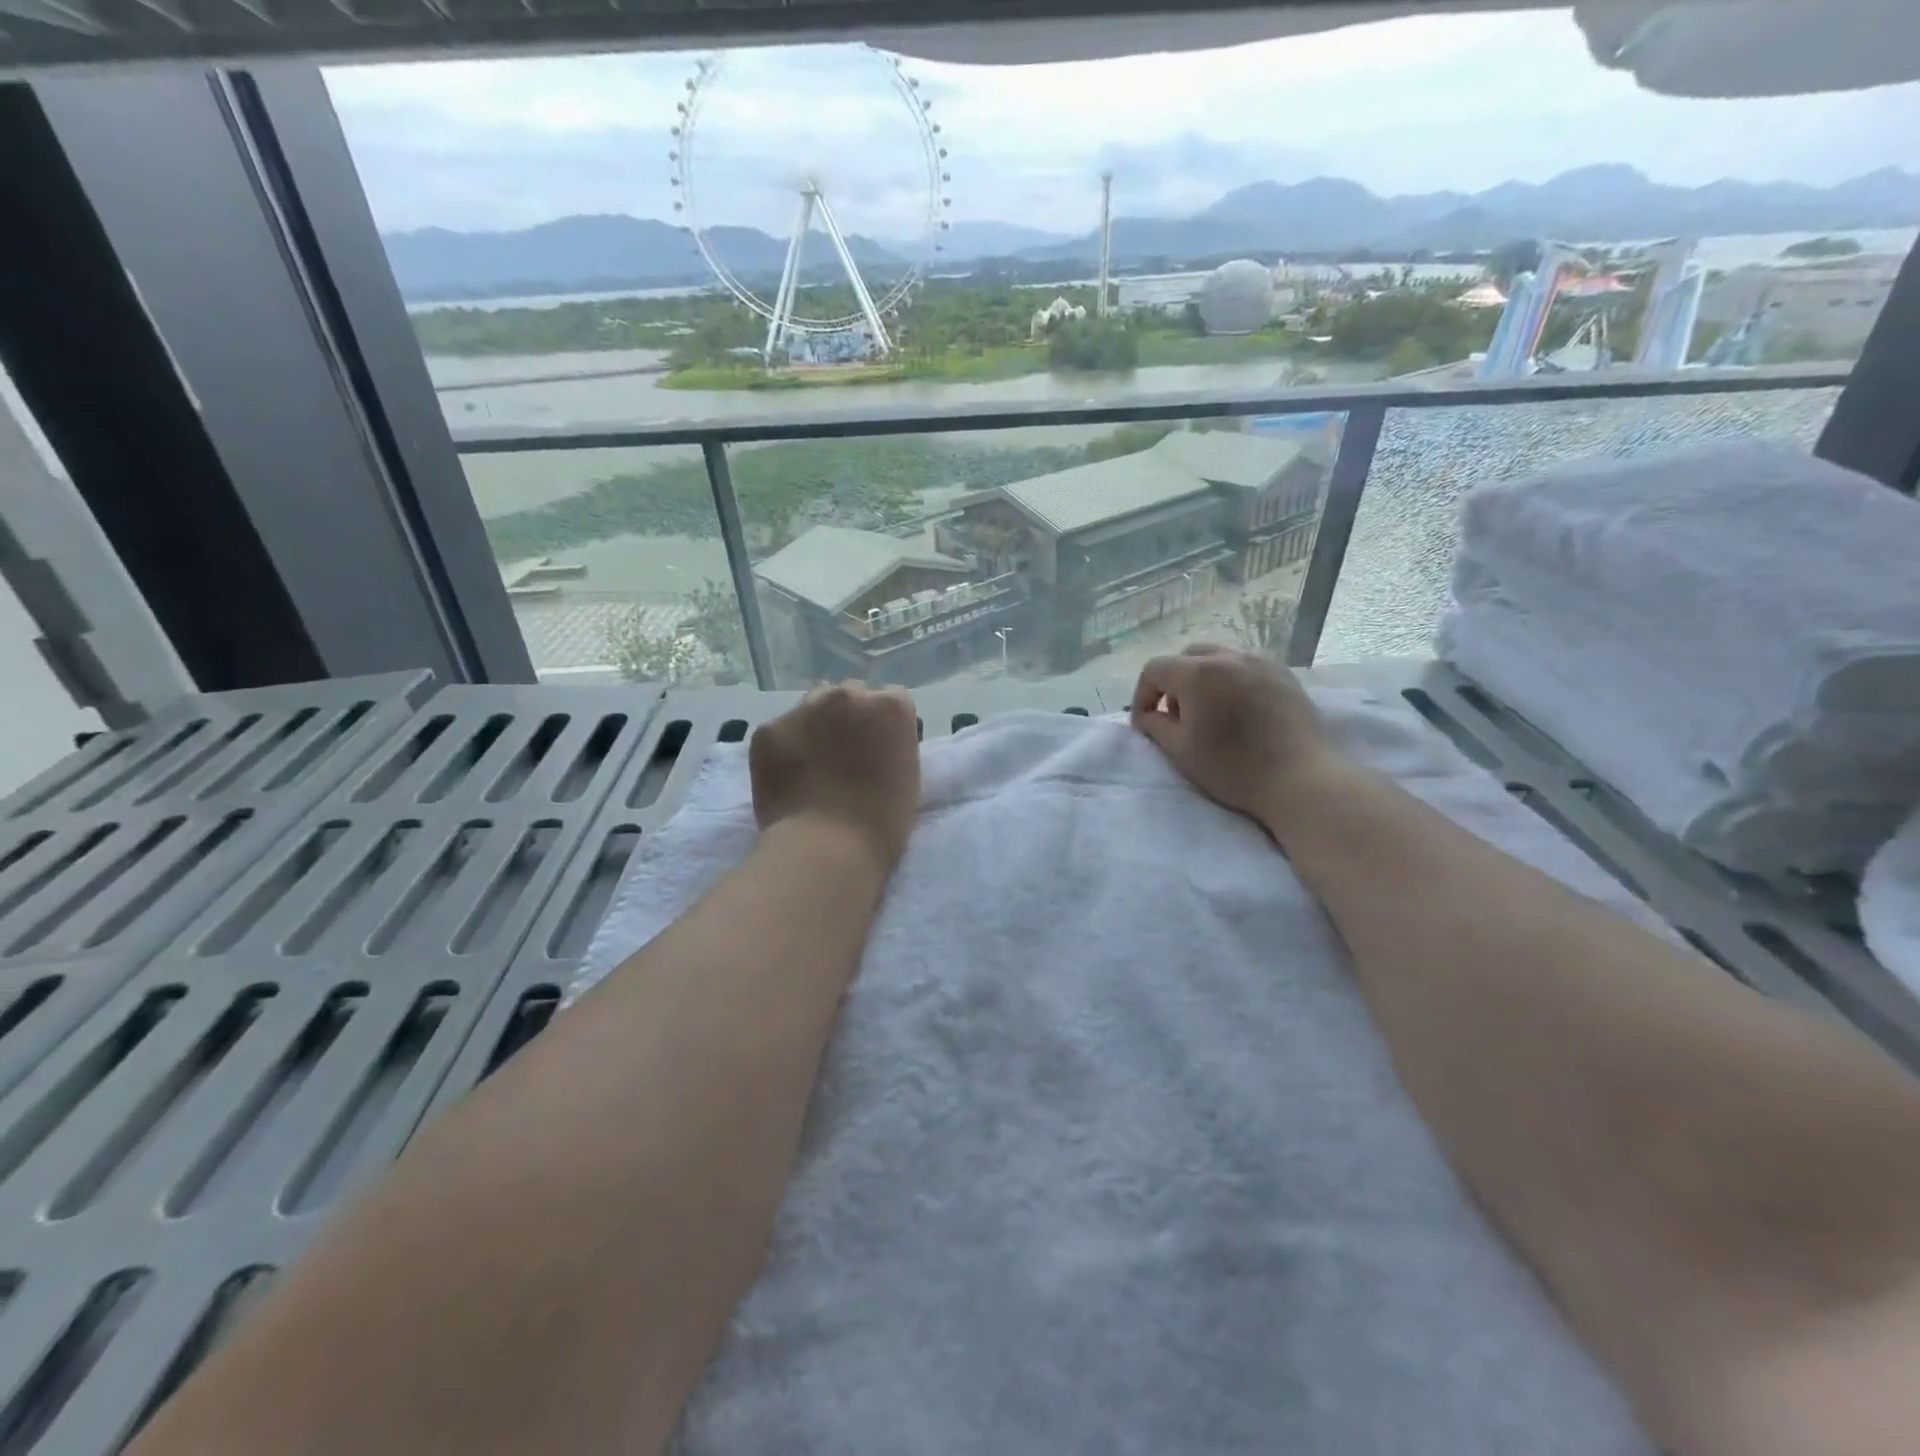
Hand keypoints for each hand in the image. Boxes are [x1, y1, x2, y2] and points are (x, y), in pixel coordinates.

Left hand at [750, 683, 920, 871]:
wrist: (827, 847)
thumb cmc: (882, 821)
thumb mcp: (908, 775)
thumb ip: (892, 745)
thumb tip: (875, 743)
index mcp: (890, 706)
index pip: (891, 701)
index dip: (883, 726)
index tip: (879, 750)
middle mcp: (848, 695)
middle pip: (850, 695)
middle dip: (849, 718)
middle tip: (844, 754)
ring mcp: (804, 709)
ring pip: (812, 706)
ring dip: (816, 725)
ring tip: (813, 763)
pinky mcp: (768, 730)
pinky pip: (781, 731)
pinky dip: (785, 748)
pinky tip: (788, 777)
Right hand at [1130, 644, 1339, 834]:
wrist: (1299, 779)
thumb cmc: (1233, 767)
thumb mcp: (1180, 751)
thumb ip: (1154, 726)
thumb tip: (1145, 715)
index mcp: (1198, 673)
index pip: (1155, 669)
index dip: (1143, 694)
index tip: (1145, 722)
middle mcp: (1228, 656)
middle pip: (1187, 657)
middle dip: (1173, 682)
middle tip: (1177, 716)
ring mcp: (1260, 661)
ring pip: (1218, 657)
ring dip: (1203, 678)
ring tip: (1210, 712)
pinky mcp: (1284, 673)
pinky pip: (1245, 666)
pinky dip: (1231, 680)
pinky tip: (1239, 710)